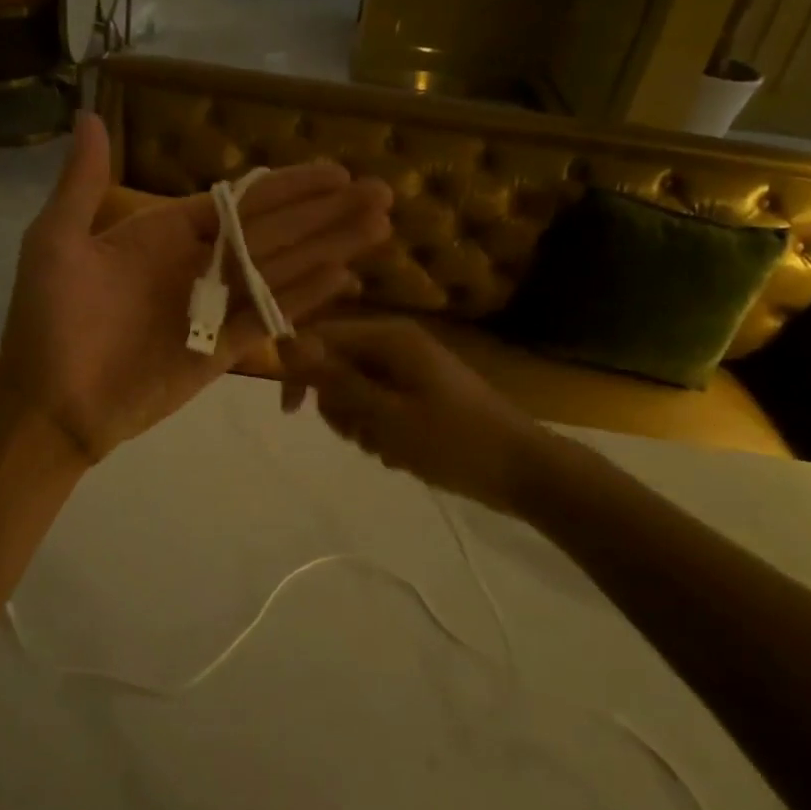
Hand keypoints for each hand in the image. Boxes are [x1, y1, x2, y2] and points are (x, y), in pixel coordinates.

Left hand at [0, 112, 392, 464]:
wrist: (48, 404)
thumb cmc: (48, 321)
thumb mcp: (56, 242)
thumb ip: (82, 184)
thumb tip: (90, 116)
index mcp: (166, 232)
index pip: (240, 203)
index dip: (289, 187)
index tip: (334, 172)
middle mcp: (200, 264)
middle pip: (275, 231)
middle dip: (327, 213)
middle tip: (380, 192)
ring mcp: (215, 307)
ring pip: (283, 270)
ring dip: (330, 249)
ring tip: (379, 228)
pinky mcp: (223, 350)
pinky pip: (270, 318)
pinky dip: (305, 298)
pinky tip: (344, 279)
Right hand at [277, 318, 546, 503]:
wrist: (524, 471)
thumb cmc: (454, 441)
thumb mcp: (386, 415)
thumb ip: (336, 380)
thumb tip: (286, 345)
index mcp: (389, 338)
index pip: (321, 338)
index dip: (298, 371)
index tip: (291, 412)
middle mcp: (396, 345)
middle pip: (336, 366)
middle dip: (338, 405)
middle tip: (361, 434)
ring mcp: (410, 370)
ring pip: (355, 391)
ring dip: (359, 424)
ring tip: (387, 448)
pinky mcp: (420, 394)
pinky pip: (379, 406)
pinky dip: (380, 431)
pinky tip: (402, 453)